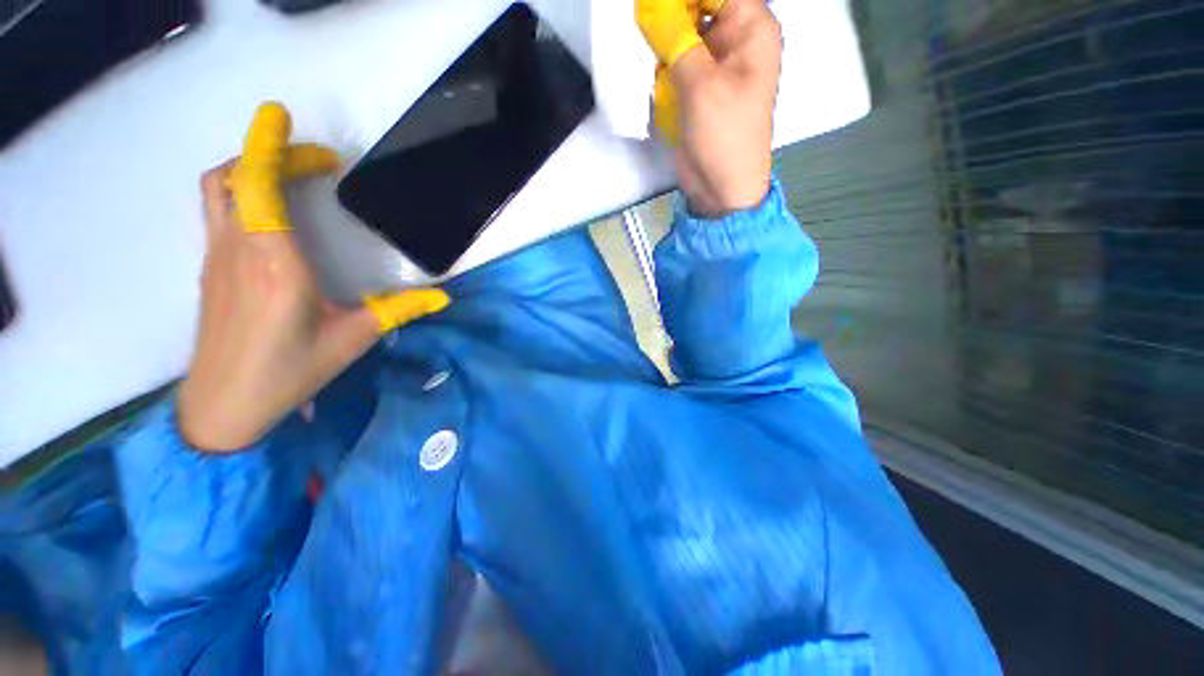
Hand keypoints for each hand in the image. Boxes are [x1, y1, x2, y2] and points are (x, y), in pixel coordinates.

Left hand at [179, 103, 448, 452]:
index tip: (282, 117)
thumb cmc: (289, 372)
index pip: (256, 186)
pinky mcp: (211, 267)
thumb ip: (398, 310)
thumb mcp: (353, 339)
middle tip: (317, 160)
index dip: (266, 145)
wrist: (222, 405)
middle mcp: (239, 250)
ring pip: (219, 189)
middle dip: (270, 153)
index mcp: (275, 265)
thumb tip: (442, 297)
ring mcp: (217, 257)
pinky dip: (243, 191)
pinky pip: (220, 210)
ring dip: (251, 168)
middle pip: (234, 176)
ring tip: (294, 177)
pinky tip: (275, 212)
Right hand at [638, 0, 781, 216]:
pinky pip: (677, 59)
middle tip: (644, 23)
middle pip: (699, 5)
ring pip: (684, 31)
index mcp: (750, 28)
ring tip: (654, 59)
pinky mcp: (698, 85)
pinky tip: (656, 76)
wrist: (722, 188)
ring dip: (664, 39)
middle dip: (670, 15)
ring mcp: (715, 63)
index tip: (652, 6)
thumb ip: (676, 40)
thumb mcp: (701, 85)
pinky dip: (663, 63)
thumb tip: (650, 7)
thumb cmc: (723, 136)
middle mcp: (735, 38)